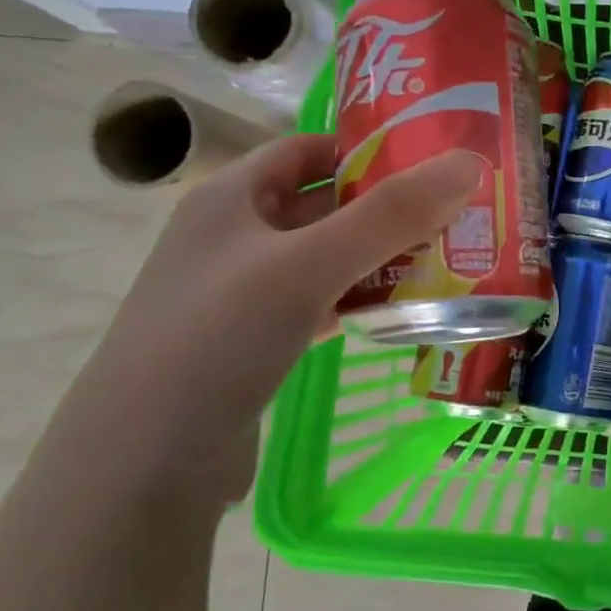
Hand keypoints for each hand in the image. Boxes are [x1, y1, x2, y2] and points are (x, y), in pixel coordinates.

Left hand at [54, 134, 482, 506]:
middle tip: (455, 212)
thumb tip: (469, 163)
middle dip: (384, 207)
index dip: (366, 148)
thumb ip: (390, 215)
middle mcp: (231, 237)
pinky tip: (396, 313)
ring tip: (443, 259)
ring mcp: (238, 293)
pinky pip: (316, 304)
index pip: (307, 150)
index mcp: (230, 198)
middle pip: (321, 205)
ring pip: (322, 259)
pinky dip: (355, 302)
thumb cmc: (219, 338)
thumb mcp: (309, 265)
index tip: (431, 159)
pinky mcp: (251, 343)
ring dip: (376, 257)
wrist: (142, 463)